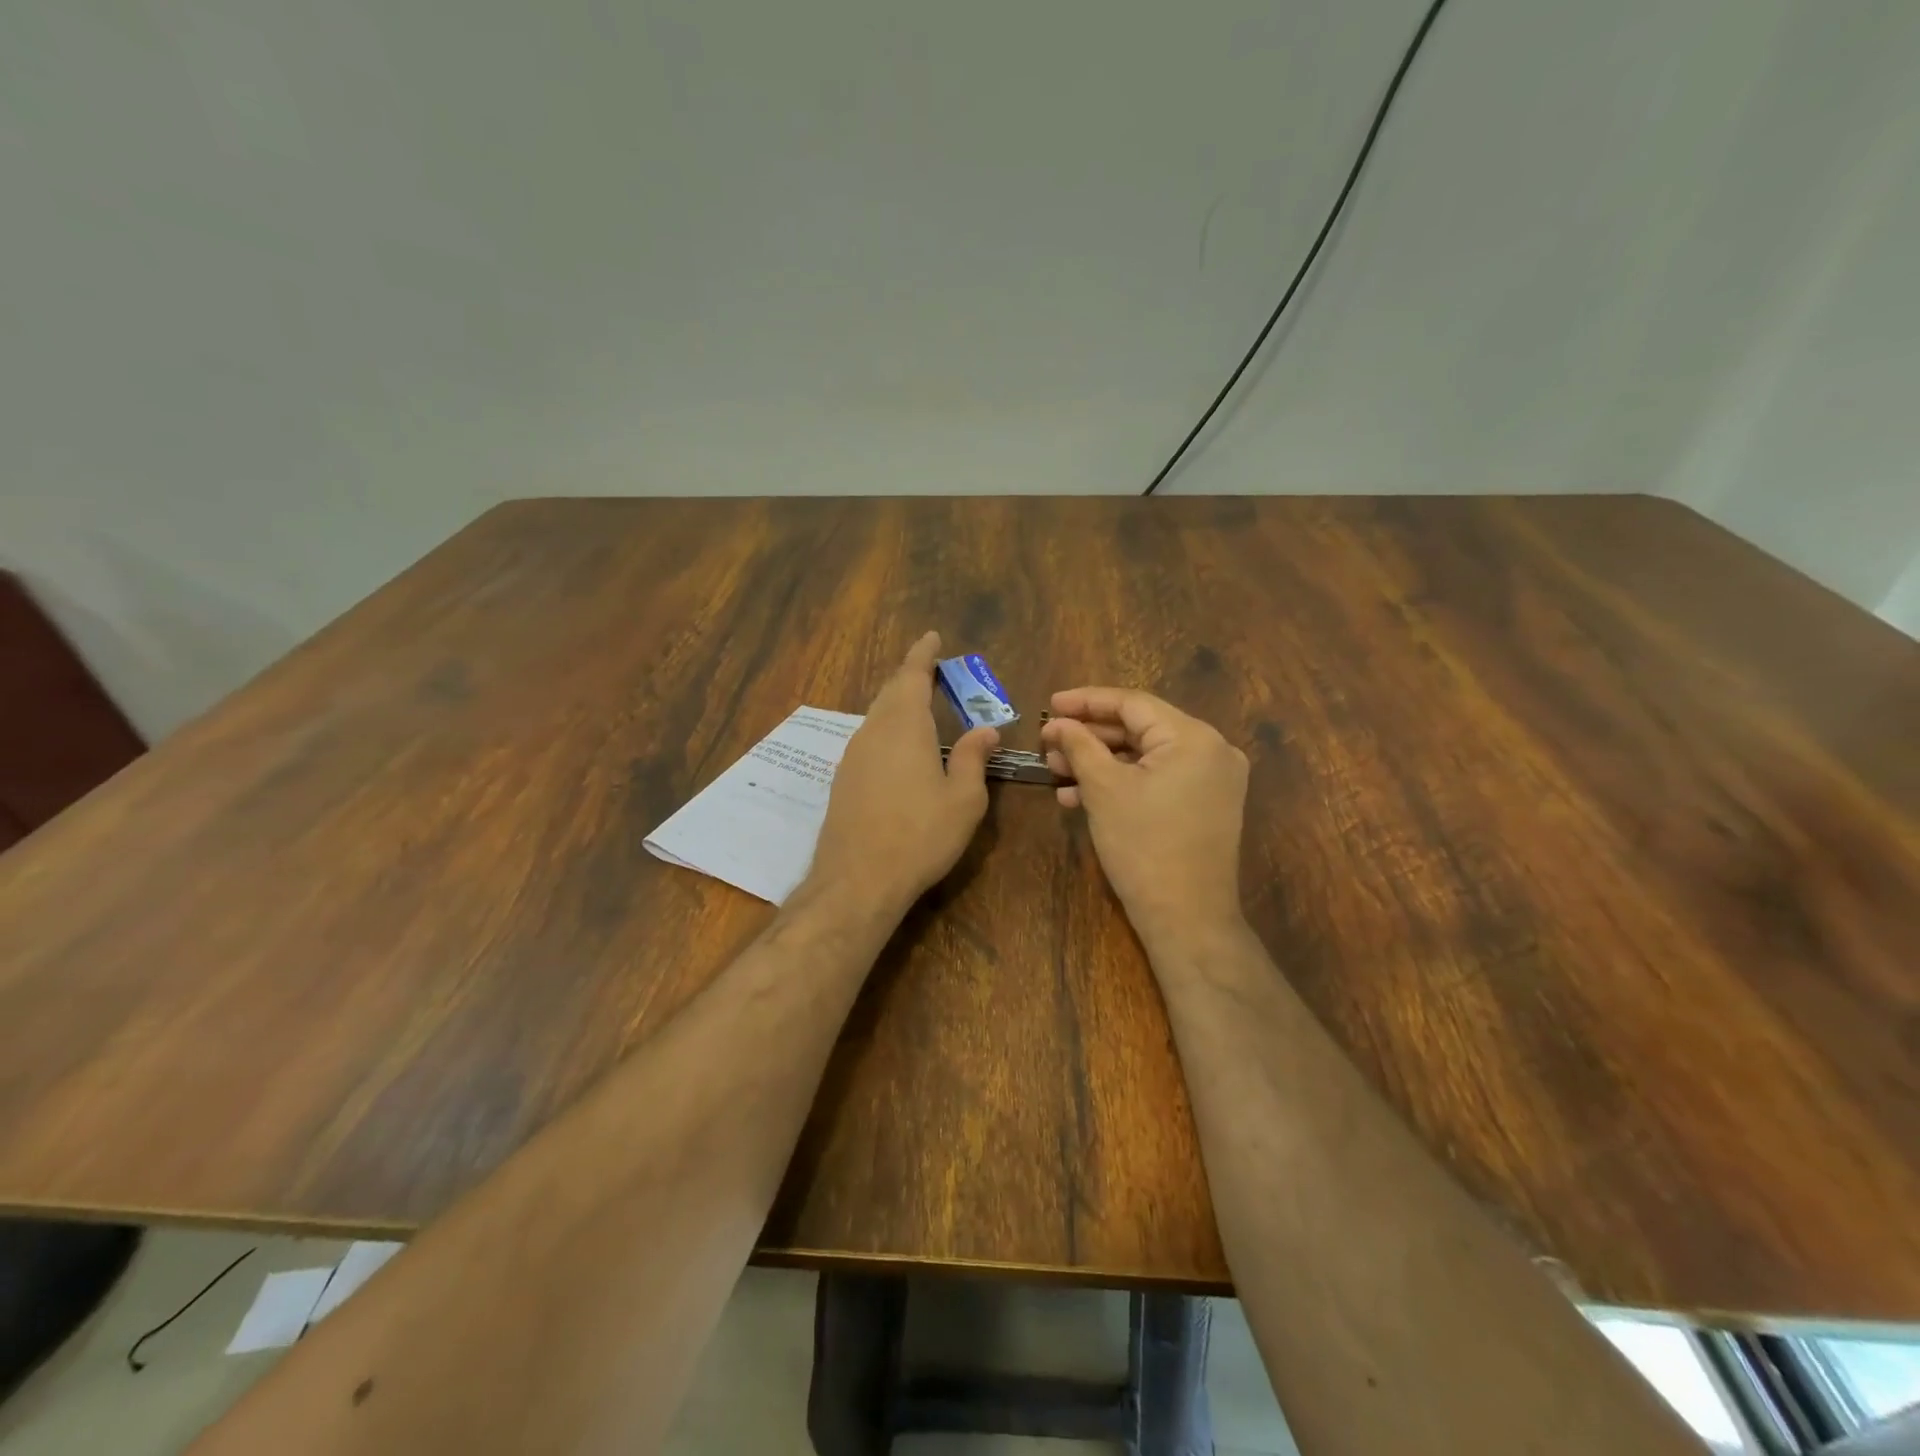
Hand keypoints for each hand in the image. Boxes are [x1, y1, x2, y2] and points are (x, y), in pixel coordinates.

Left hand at [807, 632, 999, 908]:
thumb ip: (974, 758)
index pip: (912, 675)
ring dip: (898, 704)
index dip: (923, 654)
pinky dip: (888, 730)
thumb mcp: (964, 798)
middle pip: (891, 692)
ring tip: (921, 706)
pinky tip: (900, 749)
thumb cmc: (920, 835)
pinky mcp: (843, 780)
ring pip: (878, 717)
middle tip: (932, 671)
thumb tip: (986, 729)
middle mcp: (873, 732)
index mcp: (905, 726)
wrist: (858, 880)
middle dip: (911, 677)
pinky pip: (870, 740)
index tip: (932, 637)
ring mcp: (853, 756)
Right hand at [1041, 687, 1248, 946]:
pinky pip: (1158, 780)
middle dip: (1089, 737)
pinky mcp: (1206, 805)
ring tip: (1056, 771)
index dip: (1086, 701)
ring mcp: (1213, 780)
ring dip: (1100, 762)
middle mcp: (1212, 750)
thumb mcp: (1104, 789)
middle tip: (1048, 742)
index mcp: (1194, 737)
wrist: (1187, 919)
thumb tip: (1056, 722)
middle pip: (1139, 729)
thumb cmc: (1143, 847)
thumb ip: (1079, 745)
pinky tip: (1080, 797)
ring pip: (1145, 757)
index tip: (1049, 704)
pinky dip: (1122, 783)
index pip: (1132, 704)